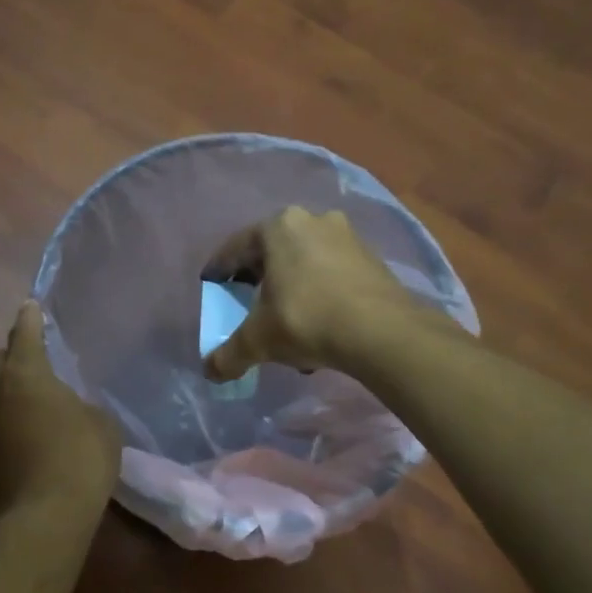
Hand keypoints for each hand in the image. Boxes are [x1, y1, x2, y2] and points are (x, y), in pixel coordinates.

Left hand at [0, 302, 121, 524]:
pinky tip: (19, 439)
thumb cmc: (79, 461)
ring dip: (3, 394)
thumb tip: (69, 410)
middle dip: (12, 356)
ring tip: (25, 404)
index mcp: (25, 375)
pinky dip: (1, 425)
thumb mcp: (101, 426)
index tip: (29, 307)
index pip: (24, 335)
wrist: (41, 521)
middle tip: (32, 363)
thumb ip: (82, 406)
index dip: (29, 319)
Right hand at [202, 207, 421, 380]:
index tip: (211, 287)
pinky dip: (318, 293)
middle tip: (246, 303)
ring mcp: (347, 237)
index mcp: (278, 227)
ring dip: (291, 287)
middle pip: (272, 252)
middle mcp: (313, 221)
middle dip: (257, 279)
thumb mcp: (258, 340)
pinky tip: (317, 325)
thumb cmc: (306, 320)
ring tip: (284, 319)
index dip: (219, 270)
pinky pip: (331, 273)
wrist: (381, 332)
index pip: (236, 248)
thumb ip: (228, 355)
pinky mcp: (372, 259)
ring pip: (304, 262)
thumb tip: (210, 371)